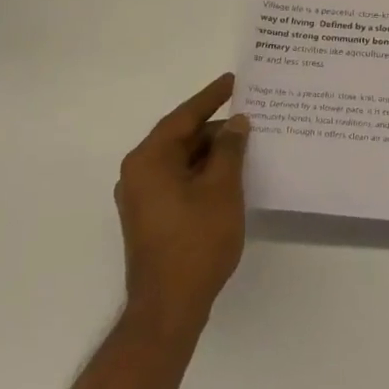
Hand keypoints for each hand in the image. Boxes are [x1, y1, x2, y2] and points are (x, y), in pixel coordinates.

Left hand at [115, 74, 249, 336]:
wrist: (168, 308)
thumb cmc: (196, 242)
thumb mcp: (222, 188)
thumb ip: (230, 149)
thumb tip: (236, 123)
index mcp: (149, 159)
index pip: (184, 117)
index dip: (211, 97)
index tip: (233, 80)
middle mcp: (138, 173)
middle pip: (181, 138)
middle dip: (215, 128)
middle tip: (249, 117)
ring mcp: (142, 198)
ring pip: (181, 161)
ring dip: (211, 153)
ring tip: (246, 144)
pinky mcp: (151, 218)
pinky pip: (179, 180)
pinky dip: (202, 173)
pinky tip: (229, 174)